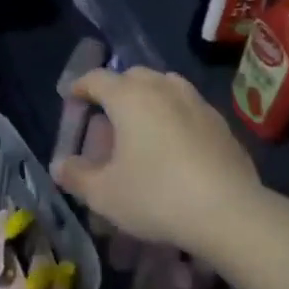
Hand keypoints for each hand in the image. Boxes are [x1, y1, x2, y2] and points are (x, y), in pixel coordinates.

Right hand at [52, 67, 265, 255]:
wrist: (228, 211)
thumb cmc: (156, 196)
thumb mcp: (104, 194)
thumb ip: (77, 176)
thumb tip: (60, 165)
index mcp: (129, 96)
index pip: (96, 78)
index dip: (80, 86)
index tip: (71, 98)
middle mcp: (162, 87)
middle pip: (132, 77)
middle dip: (115, 91)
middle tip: (106, 118)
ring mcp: (196, 101)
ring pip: (165, 86)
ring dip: (148, 99)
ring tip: (141, 127)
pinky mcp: (220, 122)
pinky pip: (188, 108)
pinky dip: (174, 117)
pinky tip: (175, 146)